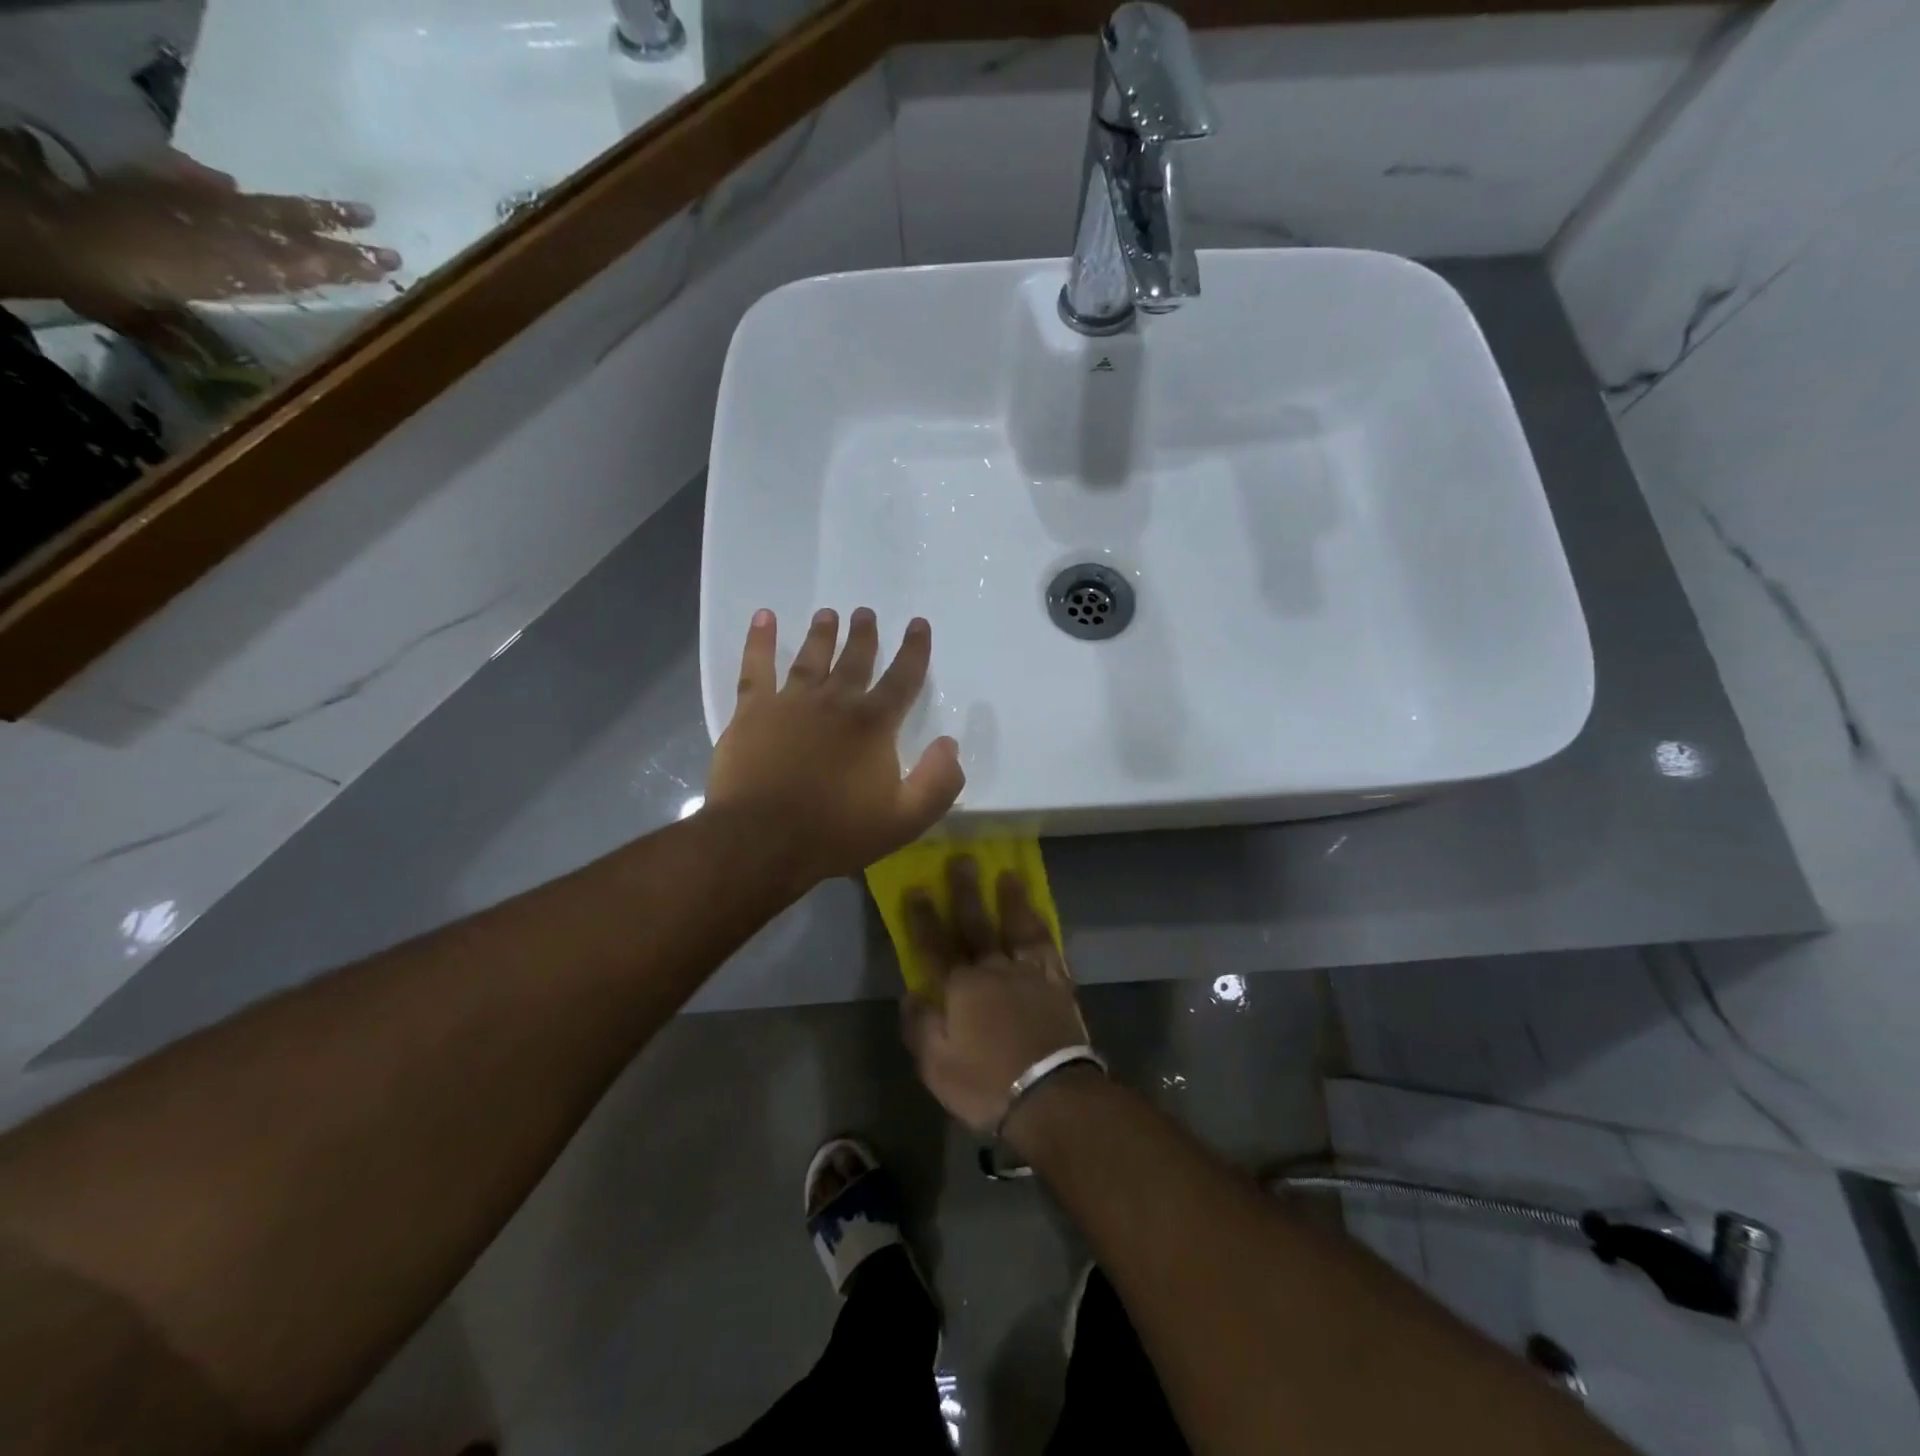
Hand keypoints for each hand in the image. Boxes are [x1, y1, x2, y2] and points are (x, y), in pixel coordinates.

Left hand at [26, 159, 398, 329]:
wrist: (57, 241)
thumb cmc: (121, 285)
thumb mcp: (168, 307)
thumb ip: (210, 308)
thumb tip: (235, 305)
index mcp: (243, 265)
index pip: (309, 264)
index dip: (347, 266)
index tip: (387, 267)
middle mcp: (230, 231)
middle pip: (297, 235)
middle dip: (343, 241)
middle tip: (387, 246)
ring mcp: (199, 206)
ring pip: (269, 210)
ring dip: (312, 213)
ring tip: (355, 212)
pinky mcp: (160, 185)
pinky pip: (193, 181)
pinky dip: (212, 184)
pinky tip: (228, 183)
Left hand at [707, 607, 965, 887]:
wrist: (763, 840)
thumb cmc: (836, 832)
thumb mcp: (906, 819)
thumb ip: (938, 780)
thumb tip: (950, 743)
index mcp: (873, 724)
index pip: (902, 678)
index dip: (914, 650)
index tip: (918, 624)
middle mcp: (834, 701)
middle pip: (854, 659)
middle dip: (864, 635)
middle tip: (865, 612)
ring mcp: (790, 702)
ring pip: (810, 657)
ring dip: (822, 634)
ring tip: (828, 614)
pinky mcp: (752, 711)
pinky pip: (756, 667)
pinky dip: (759, 640)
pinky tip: (763, 618)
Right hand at [901, 855, 1090, 1134]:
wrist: (1051, 1095)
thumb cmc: (986, 1083)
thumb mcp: (936, 1065)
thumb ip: (920, 1025)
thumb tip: (910, 992)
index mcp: (961, 987)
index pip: (935, 945)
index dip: (923, 917)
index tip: (916, 888)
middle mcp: (994, 969)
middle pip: (976, 924)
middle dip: (966, 891)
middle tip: (962, 859)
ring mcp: (1030, 973)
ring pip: (1017, 926)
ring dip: (1011, 899)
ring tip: (1009, 874)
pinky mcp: (1058, 984)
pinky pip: (1048, 946)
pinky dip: (1042, 927)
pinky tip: (1040, 915)